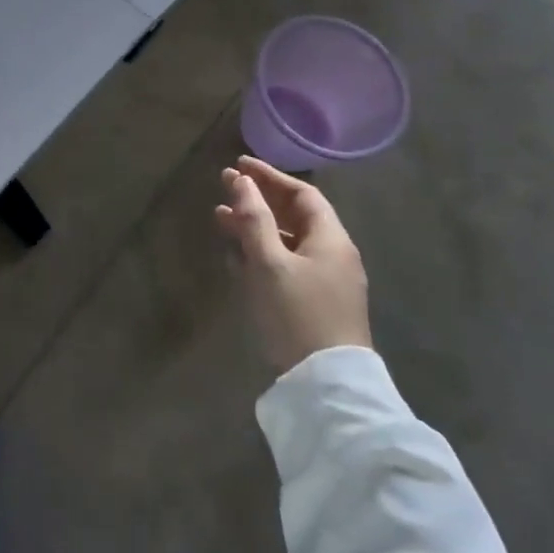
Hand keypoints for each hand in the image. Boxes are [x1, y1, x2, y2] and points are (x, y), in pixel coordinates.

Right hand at [214, 156, 371, 373]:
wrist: (326, 388)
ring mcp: (326, 283)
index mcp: (331, 239)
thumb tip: (241, 180)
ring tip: (220, 220)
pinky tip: (236, 257)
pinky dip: (261, 254)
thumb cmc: (297, 314)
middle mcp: (333, 256)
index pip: (302, 194)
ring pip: (287, 243)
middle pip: (294, 217)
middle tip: (224, 188)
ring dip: (255, 228)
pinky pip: (286, 266)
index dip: (270, 177)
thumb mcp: (269, 262)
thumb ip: (254, 219)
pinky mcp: (314, 306)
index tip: (239, 165)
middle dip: (258, 201)